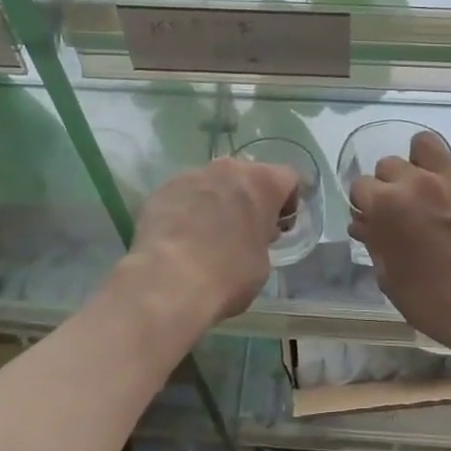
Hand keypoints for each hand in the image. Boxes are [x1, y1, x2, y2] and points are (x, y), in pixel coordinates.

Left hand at [119, 156, 297, 328]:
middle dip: (248, 198)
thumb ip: (261, 237)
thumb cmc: (228, 275)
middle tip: (244, 230)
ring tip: (207, 235)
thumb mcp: (262, 262)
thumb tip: (249, 236)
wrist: (168, 282)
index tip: (279, 227)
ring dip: (216, 201)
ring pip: (212, 183)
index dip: (288, 202)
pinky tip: (182, 238)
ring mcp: (191, 175)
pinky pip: (184, 195)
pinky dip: (187, 210)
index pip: (288, 178)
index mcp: (262, 182)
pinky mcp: (162, 190)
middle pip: (247, 176)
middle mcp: (228, 169)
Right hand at [347, 131, 450, 351]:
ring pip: (425, 146)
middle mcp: (418, 181)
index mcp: (388, 204)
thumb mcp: (390, 278)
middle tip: (401, 210)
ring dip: (419, 164)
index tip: (372, 220)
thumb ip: (374, 242)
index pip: (360, 186)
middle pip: (390, 164)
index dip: (364, 205)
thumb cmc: (433, 301)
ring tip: (426, 190)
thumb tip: (364, 224)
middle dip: (389, 185)